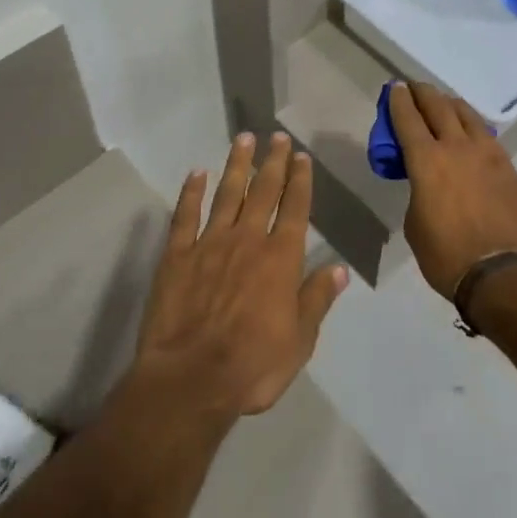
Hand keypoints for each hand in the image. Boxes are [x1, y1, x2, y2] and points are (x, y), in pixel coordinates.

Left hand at [134, 132, 348, 418]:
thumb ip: (317, 300)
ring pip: (227, 194)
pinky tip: (196, 173)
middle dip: (273, 162)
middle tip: (277, 137)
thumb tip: (339, 269)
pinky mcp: (177, 255)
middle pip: (263, 192)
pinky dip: (191, 192)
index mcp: (280, 259)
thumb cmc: (252, 366)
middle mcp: (247, 240)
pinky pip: (185, 215)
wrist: (189, 380)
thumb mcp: (299, 342)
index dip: (300, 181)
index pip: (295, 209)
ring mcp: (209, 243)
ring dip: (237, 165)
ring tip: (244, 139)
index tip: (302, 156)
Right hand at [389, 82, 516, 299]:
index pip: (408, 119)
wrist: (503, 275)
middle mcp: (457, 147)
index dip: (398, 100)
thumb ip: (418, 191)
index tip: (395, 88)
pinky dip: (473, 127)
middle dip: (423, 93)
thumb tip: (428, 184)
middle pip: (438, 107)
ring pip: (467, 115)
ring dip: (451, 105)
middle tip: (415, 87)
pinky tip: (471, 133)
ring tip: (444, 103)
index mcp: (427, 160)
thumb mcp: (415, 224)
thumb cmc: (447, 256)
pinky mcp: (508, 168)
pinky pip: (487, 136)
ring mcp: (488, 154)